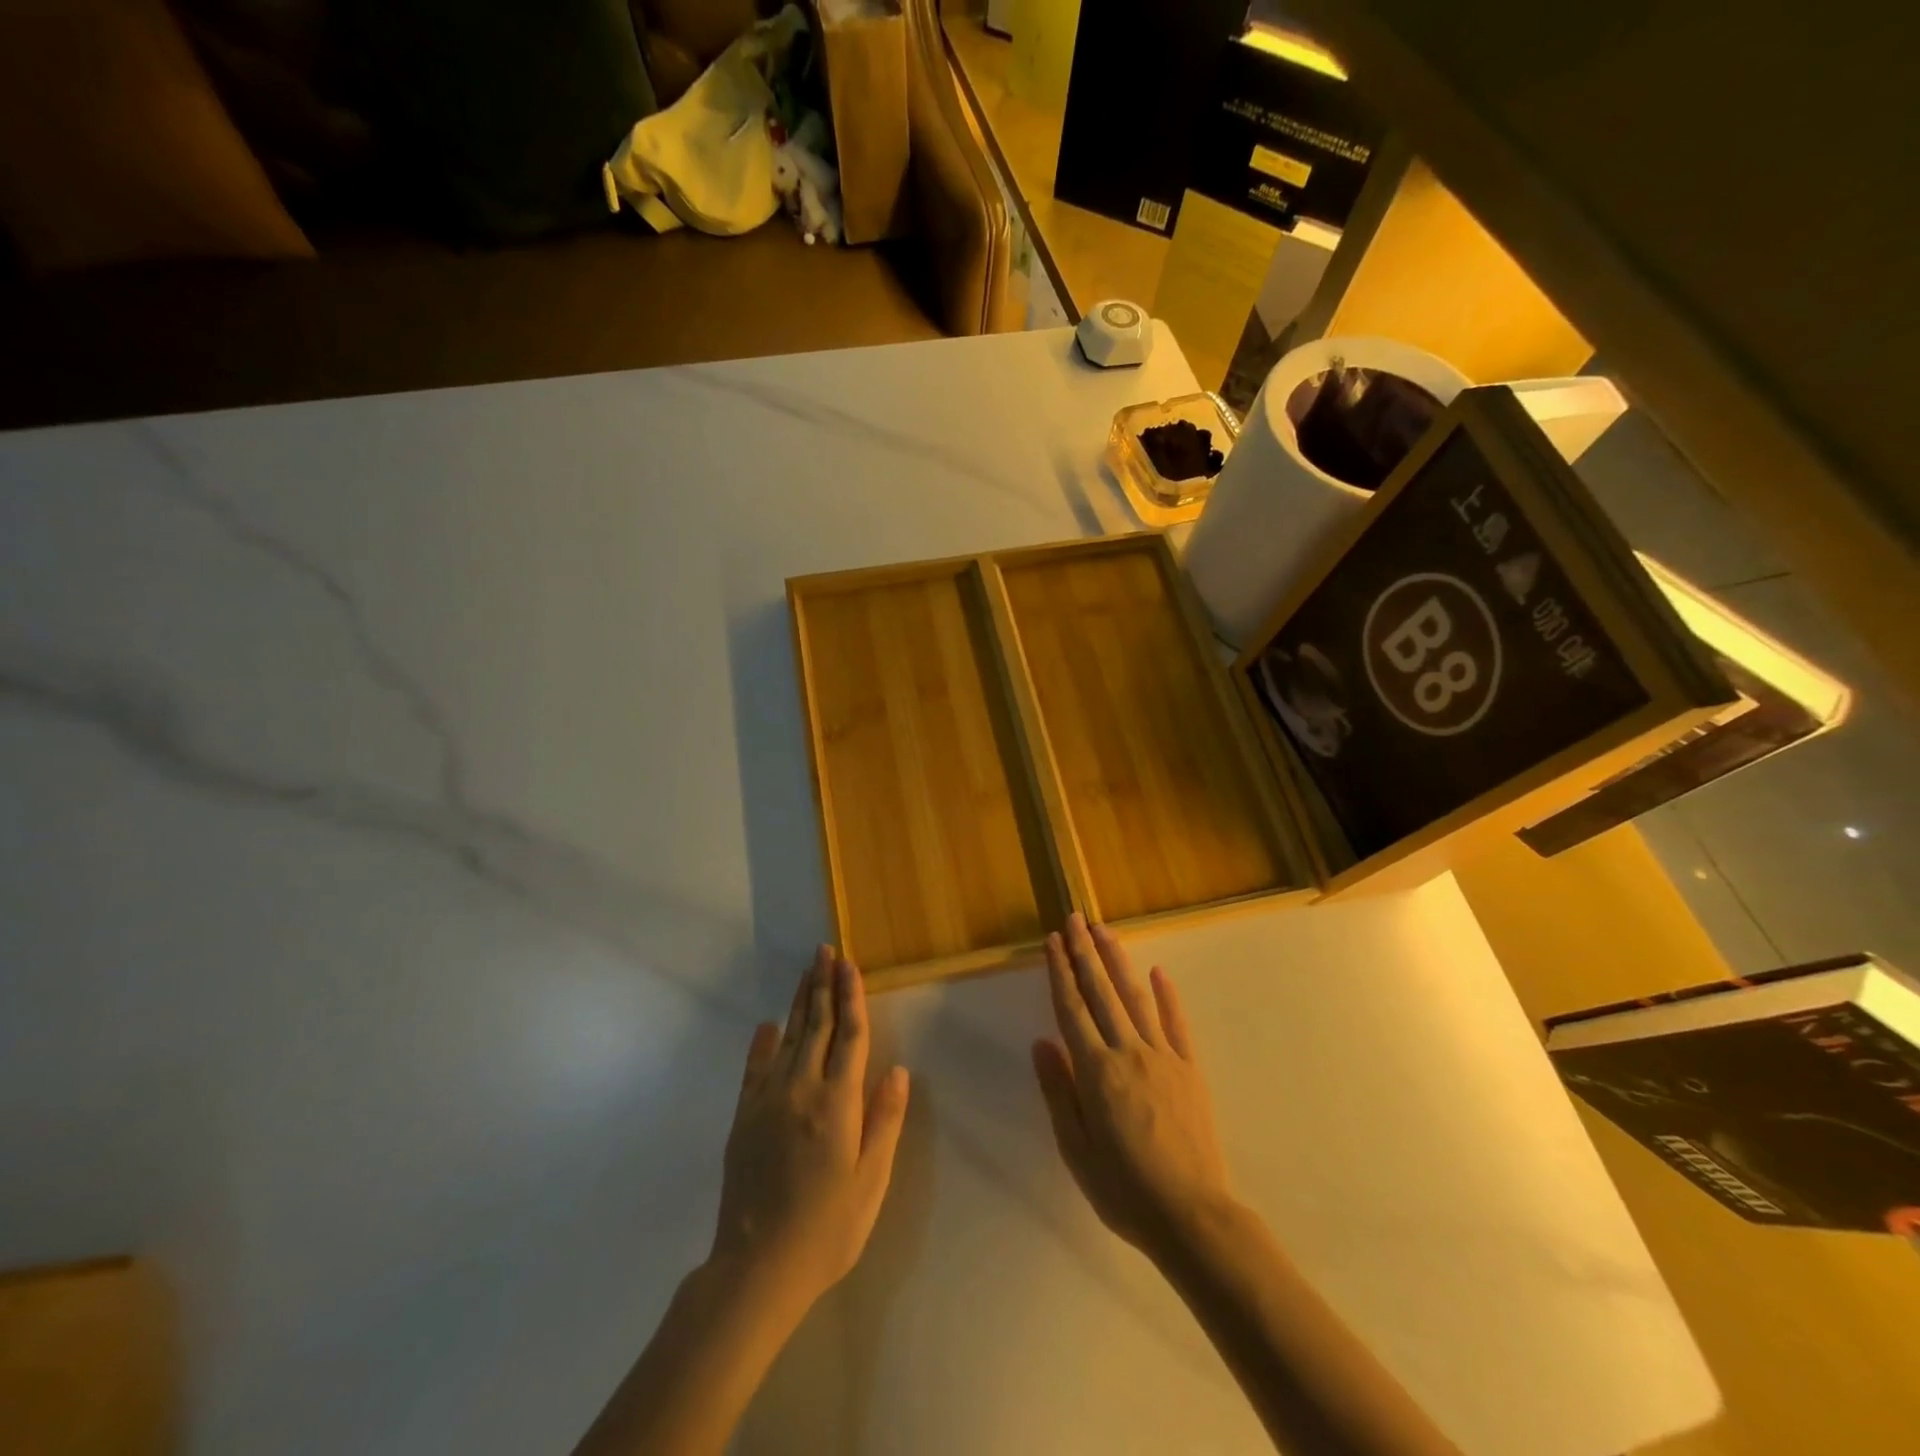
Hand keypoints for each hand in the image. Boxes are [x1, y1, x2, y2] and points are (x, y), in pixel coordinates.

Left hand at [710, 946, 909, 1314]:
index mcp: (838, 1103)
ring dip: (799, 1002)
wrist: (757, 1269)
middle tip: (825, 950)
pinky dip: (763, 1042)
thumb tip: (897, 1070)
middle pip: (816, 1026)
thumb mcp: (870, 1181)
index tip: (850, 965)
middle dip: (823, 985)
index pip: (849, 1036)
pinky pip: (755, 1068)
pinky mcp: (744, 1117)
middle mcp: (801, 1089)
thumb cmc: (827, 1229)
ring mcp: (768, 1100)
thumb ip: (884, 1121)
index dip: (851, 997)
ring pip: (788, 1038)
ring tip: (807, 972)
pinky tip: (769, 1024)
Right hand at [1033, 913, 1235, 1258]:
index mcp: (1096, 1072)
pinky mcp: (1190, 1068)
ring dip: (1118, 961)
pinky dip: (1167, 995)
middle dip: (1085, 952)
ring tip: (1104, 931)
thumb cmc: (1125, 1189)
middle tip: (1075, 918)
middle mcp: (1128, 1052)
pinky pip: (1176, 1023)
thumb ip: (1059, 1091)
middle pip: (1101, 992)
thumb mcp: (1076, 1150)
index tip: (1052, 941)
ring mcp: (1164, 1056)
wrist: (1193, 1216)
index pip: (1072, 1009)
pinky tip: (1158, 972)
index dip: (1061, 972)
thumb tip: (1041, 1042)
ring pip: (1136, 998)